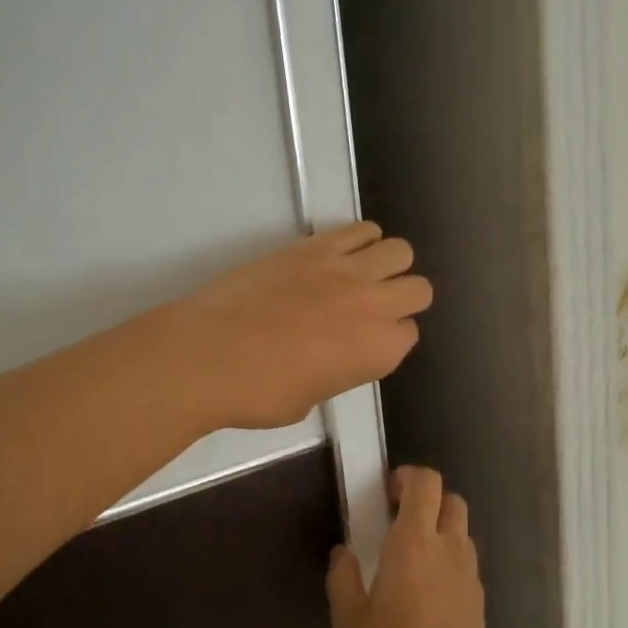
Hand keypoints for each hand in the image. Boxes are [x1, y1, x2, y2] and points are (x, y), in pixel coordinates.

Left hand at [172, 222, 431, 429]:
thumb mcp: (310, 398)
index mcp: (379, 352)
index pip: (409, 334)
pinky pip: (360, 229)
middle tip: (371, 307)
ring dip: (387, 264)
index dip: (389, 337)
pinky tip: (341, 252)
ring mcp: (346, 270)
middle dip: (402, 298)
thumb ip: (337, 371)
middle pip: (418, 289)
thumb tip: (332, 355)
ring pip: (399, 251)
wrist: (208, 355)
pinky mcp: (315, 246)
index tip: (367, 341)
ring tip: (360, 274)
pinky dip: (360, 238)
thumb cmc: (258, 392)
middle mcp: (375, 306)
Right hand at [327, 467, 490, 627]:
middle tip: (395, 522)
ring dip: (438, 530)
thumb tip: (344, 553)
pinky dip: (448, 560)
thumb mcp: (348, 623)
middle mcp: (449, 550)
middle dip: (426, 500)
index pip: (426, 483)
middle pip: (451, 499)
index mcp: (415, 544)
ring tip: (408, 560)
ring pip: (461, 531)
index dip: (407, 477)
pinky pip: (466, 562)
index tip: (384, 495)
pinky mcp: (479, 604)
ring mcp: (470, 577)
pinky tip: (424, 594)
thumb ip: (343, 579)